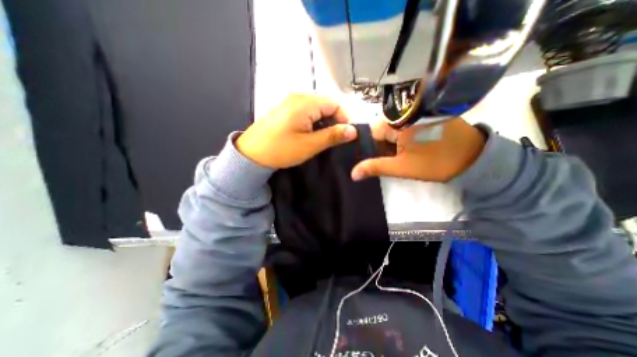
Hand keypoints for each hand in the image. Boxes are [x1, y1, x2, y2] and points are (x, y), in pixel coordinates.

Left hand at [235, 94, 357, 167]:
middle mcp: (298, 97)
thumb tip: (353, 131)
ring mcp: (290, 102)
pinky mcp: (285, 110)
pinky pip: (306, 112)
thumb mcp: (310, 145)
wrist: (251, 154)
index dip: (344, 118)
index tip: (345, 135)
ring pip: (316, 109)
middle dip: (333, 121)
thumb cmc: (281, 150)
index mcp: (305, 102)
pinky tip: (310, 135)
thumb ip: (332, 136)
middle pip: (326, 105)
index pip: (335, 103)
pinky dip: (313, 122)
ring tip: (321, 139)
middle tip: (333, 139)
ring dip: (323, 123)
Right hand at [351, 118, 485, 182]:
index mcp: (399, 120)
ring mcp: (419, 110)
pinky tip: (415, 145)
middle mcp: (408, 110)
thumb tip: (352, 174)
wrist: (474, 159)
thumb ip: (375, 167)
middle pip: (384, 128)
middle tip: (397, 157)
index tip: (384, 156)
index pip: (373, 131)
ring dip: (396, 141)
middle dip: (386, 144)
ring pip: (395, 126)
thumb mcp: (402, 167)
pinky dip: (406, 135)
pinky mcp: (428, 114)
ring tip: (407, 153)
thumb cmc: (435, 163)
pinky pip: (408, 123)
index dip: (376, 146)